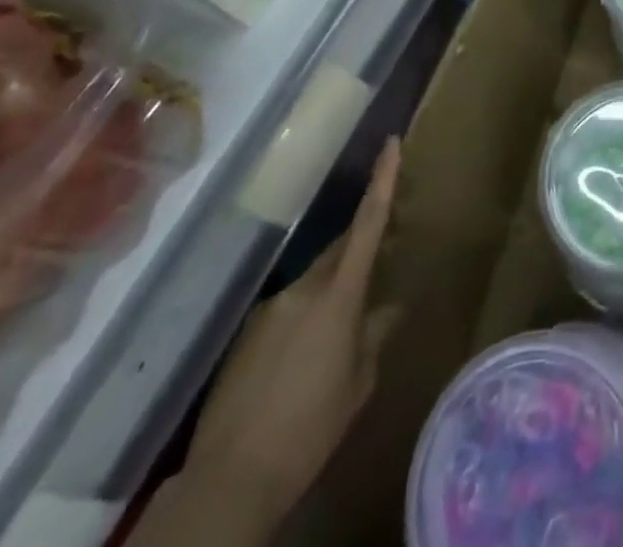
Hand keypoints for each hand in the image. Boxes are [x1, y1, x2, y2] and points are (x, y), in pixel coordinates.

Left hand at [130, 138, 401, 546]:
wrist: (231, 479)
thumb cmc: (311, 428)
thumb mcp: (358, 384)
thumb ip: (375, 336)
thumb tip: (389, 307)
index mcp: (338, 296)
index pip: (367, 224)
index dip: (382, 181)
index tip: (391, 143)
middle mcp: (302, 289)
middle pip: (339, 251)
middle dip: (360, 249)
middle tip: (384, 253)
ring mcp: (270, 309)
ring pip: (312, 285)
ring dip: (330, 295)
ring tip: (336, 338)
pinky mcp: (246, 334)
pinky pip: (287, 312)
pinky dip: (303, 323)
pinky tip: (301, 364)